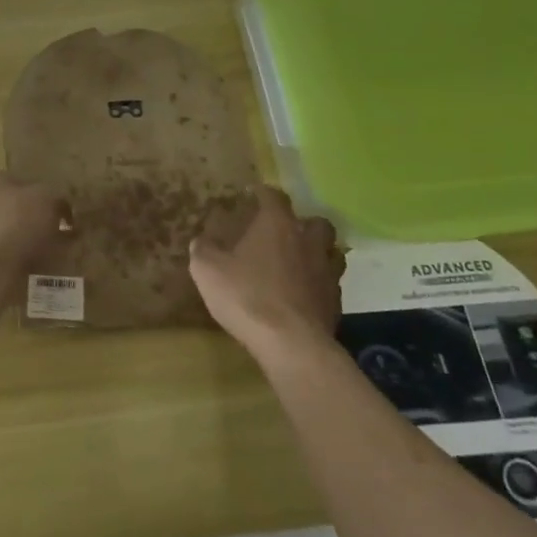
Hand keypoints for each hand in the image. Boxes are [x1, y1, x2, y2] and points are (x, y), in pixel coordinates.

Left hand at [0, 166, 68, 269]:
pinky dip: (10, 261)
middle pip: (2, 207)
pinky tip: (32, 271)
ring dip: (18, 241)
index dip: (36, 195)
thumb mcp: (48, 200)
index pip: (12, 179)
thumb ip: (57, 200)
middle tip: (52, 234)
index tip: (53, 212)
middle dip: (25, 219)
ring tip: (47, 256)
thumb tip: (62, 208)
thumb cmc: (16, 222)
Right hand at [189, 186, 343, 361]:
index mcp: (277, 225)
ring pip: (331, 251)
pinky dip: (318, 283)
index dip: (263, 193)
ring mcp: (327, 271)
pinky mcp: (336, 301)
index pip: (274, 197)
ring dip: (317, 252)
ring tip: (298, 262)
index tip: (254, 193)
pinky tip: (303, 293)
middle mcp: (307, 241)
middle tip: (284, 232)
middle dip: (302, 223)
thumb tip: (200, 241)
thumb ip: (203, 250)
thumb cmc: (246, 296)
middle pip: (315, 222)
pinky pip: (330, 283)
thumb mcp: (208, 270)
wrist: (290, 343)